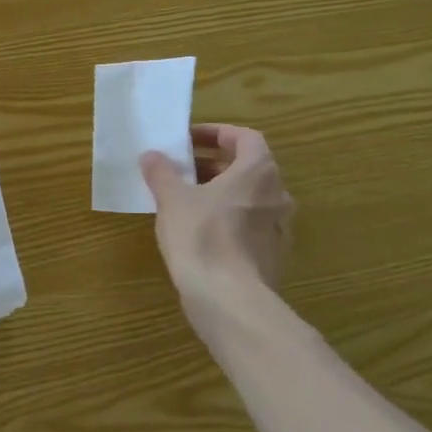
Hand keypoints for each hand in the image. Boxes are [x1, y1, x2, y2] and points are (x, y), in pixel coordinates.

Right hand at [141, 124, 293, 306]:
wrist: (229, 298)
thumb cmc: (202, 236)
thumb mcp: (172, 198)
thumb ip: (162, 172)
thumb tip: (152, 156)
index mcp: (258, 172)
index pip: (245, 137)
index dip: (216, 133)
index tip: (189, 139)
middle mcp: (277, 194)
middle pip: (247, 168)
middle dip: (213, 164)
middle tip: (181, 170)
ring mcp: (279, 227)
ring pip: (248, 198)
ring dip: (220, 192)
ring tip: (185, 200)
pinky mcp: (272, 255)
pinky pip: (249, 225)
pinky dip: (227, 219)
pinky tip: (199, 232)